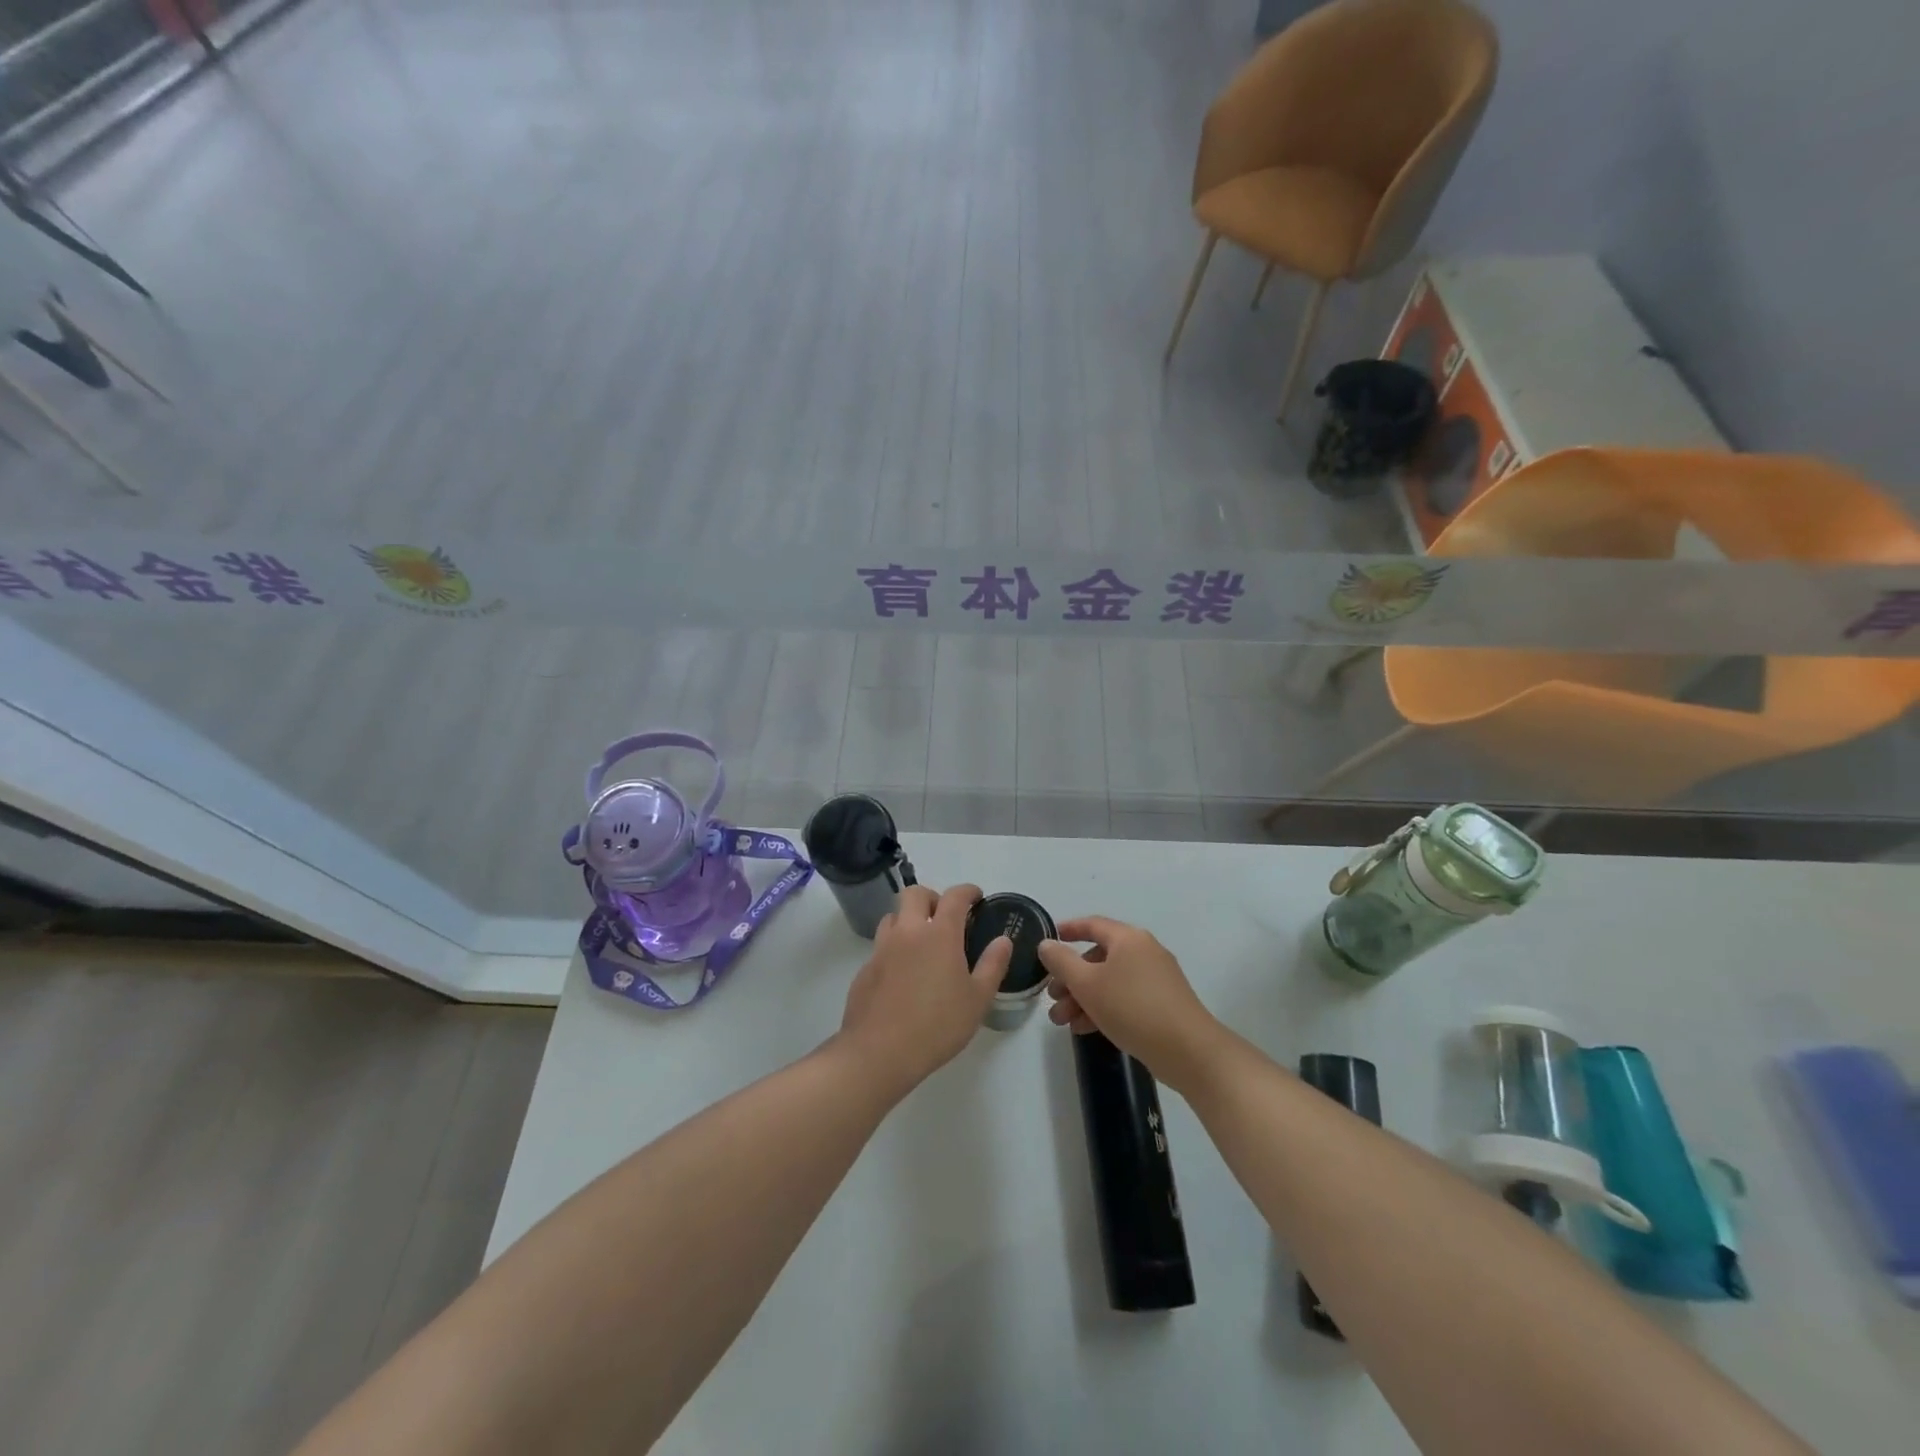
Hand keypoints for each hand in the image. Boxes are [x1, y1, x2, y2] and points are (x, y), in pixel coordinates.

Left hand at [836, 882, 1011, 1097]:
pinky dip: (894, 947)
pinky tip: (903, 975)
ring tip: (922, 943)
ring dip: (909, 919)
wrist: (879, 1052)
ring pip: (893, 916)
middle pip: (915, 893)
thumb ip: (992, 965)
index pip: (954, 896)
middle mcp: (908, 932)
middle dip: (933, 897)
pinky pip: (881, 945)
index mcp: (939, 934)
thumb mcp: (977, 999)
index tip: (976, 897)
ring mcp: (882, 948)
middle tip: (945, 917)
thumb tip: (1003, 940)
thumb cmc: (937, 1025)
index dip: (968, 891)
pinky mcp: (865, 968)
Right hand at [1037, 916, 1226, 1092]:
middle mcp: (1144, 951)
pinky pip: (1124, 998)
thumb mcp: (1088, 984)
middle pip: (1098, 957)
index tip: (1048, 941)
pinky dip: (1103, 1008)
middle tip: (1052, 997)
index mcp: (1128, 938)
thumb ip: (1062, 962)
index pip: (1092, 924)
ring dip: (1083, 998)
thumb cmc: (1132, 1008)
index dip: (1068, 930)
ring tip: (1062, 1021)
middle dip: (1070, 978)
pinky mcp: (1162, 1004)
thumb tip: (1047, 944)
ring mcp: (1156, 978)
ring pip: (1110, 981)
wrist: (1188, 1051)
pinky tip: (1084, 1029)